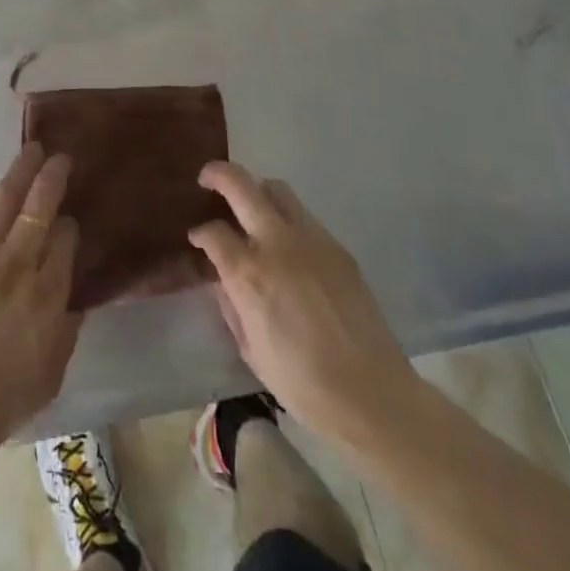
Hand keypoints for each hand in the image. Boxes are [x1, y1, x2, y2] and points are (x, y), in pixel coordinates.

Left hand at [0, 143, 80, 460]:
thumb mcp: (54, 366)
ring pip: (3, 199)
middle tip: (59, 156)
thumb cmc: (5, 395)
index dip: (70, 226)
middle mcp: (16, 263)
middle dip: (51, 175)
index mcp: (47, 291)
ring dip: (20, 171)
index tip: (69, 225)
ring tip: (30, 152)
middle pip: (38, 205)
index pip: (65, 238)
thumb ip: (67, 323)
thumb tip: (70, 290)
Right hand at [188, 163, 421, 447]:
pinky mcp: (338, 248)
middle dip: (218, 175)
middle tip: (207, 180)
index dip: (200, 233)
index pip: (213, 232)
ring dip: (256, 191)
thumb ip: (231, 306)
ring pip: (277, 189)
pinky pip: (304, 216)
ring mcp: (311, 240)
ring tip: (249, 208)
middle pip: (241, 185)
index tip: (197, 240)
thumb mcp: (250, 349)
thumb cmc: (302, 383)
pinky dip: (286, 218)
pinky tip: (286, 245)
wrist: (372, 395)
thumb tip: (223, 280)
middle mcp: (277, 244)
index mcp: (249, 274)